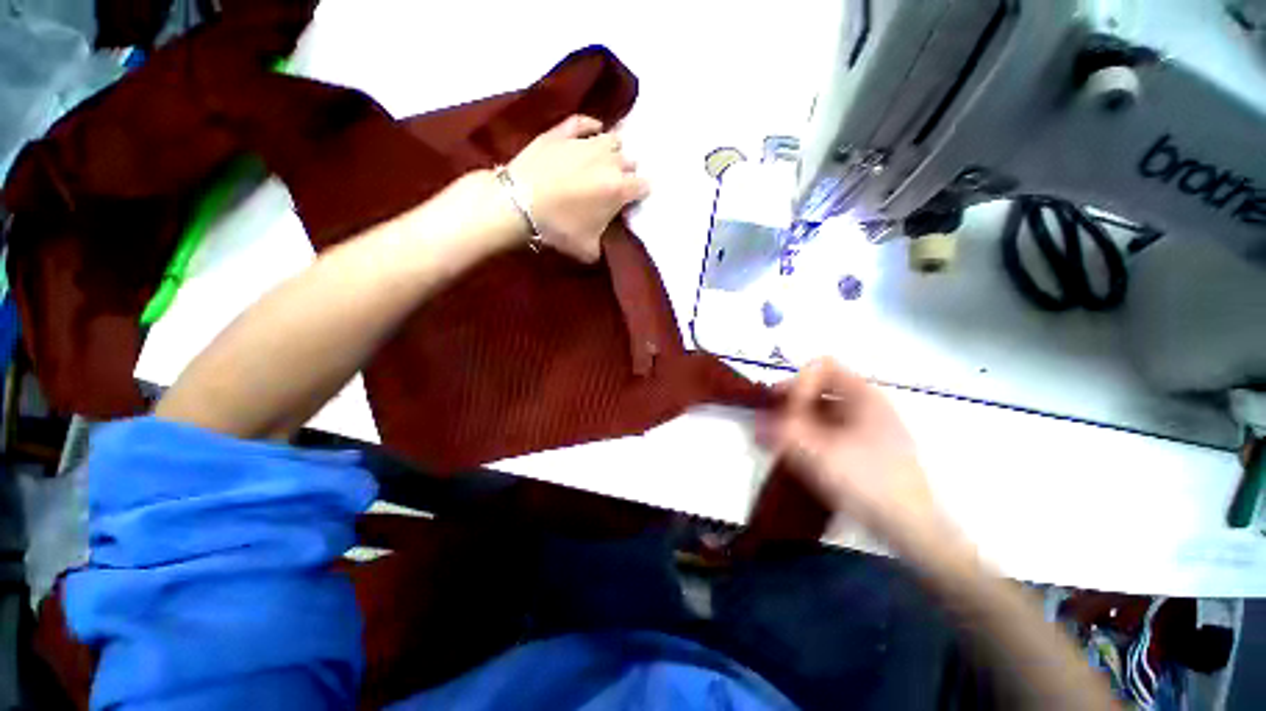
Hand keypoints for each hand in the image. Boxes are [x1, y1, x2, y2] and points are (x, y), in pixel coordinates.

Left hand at [506, 115, 649, 262]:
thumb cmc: (558, 228)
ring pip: (612, 140)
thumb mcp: (587, 249)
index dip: (640, 194)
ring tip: (604, 162)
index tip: (633, 201)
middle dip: (627, 174)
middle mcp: (609, 161)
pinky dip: (591, 127)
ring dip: (613, 152)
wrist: (518, 203)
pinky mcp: (563, 132)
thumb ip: (605, 244)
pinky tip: (593, 131)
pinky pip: (584, 122)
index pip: (643, 186)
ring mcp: (586, 142)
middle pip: (630, 162)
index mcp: (619, 189)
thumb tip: (607, 241)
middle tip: (615, 186)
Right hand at [760, 358, 941, 543]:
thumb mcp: (817, 453)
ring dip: (800, 419)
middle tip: (773, 423)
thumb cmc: (866, 481)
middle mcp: (869, 404)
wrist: (912, 527)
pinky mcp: (871, 446)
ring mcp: (872, 425)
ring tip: (783, 442)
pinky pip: (834, 427)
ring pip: (827, 409)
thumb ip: (783, 431)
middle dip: (793, 402)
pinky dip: (814, 433)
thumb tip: (759, 420)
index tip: (782, 406)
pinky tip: (803, 454)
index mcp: (864, 395)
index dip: (797, 382)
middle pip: (822, 387)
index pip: (821, 367)